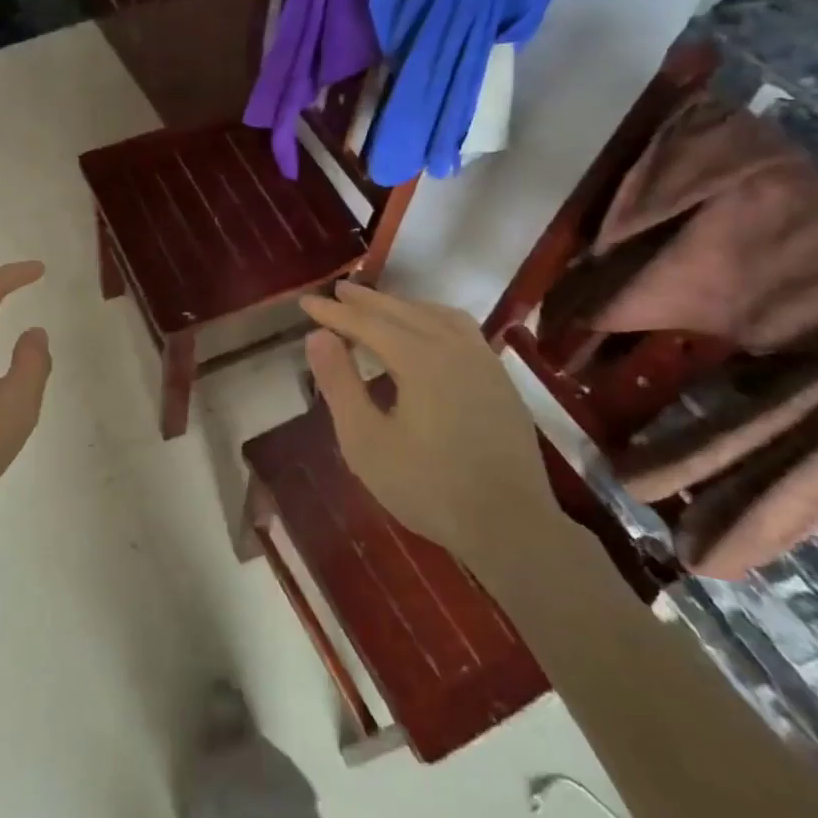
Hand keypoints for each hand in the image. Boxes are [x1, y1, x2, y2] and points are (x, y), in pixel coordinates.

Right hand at [299, 282, 564, 582]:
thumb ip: (340, 384)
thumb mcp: (365, 441)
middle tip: (337, 291)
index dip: (333, 312)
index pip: (367, 323)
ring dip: (402, 306)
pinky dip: (432, 319)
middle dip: (367, 301)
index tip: (306, 302)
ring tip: (378, 307)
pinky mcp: (500, 381)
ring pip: (437, 316)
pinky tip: (426, 334)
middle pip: (403, 311)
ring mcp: (484, 362)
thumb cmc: (427, 487)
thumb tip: (318, 337)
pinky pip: (460, 330)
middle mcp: (455, 348)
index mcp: (420, 359)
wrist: (511, 526)